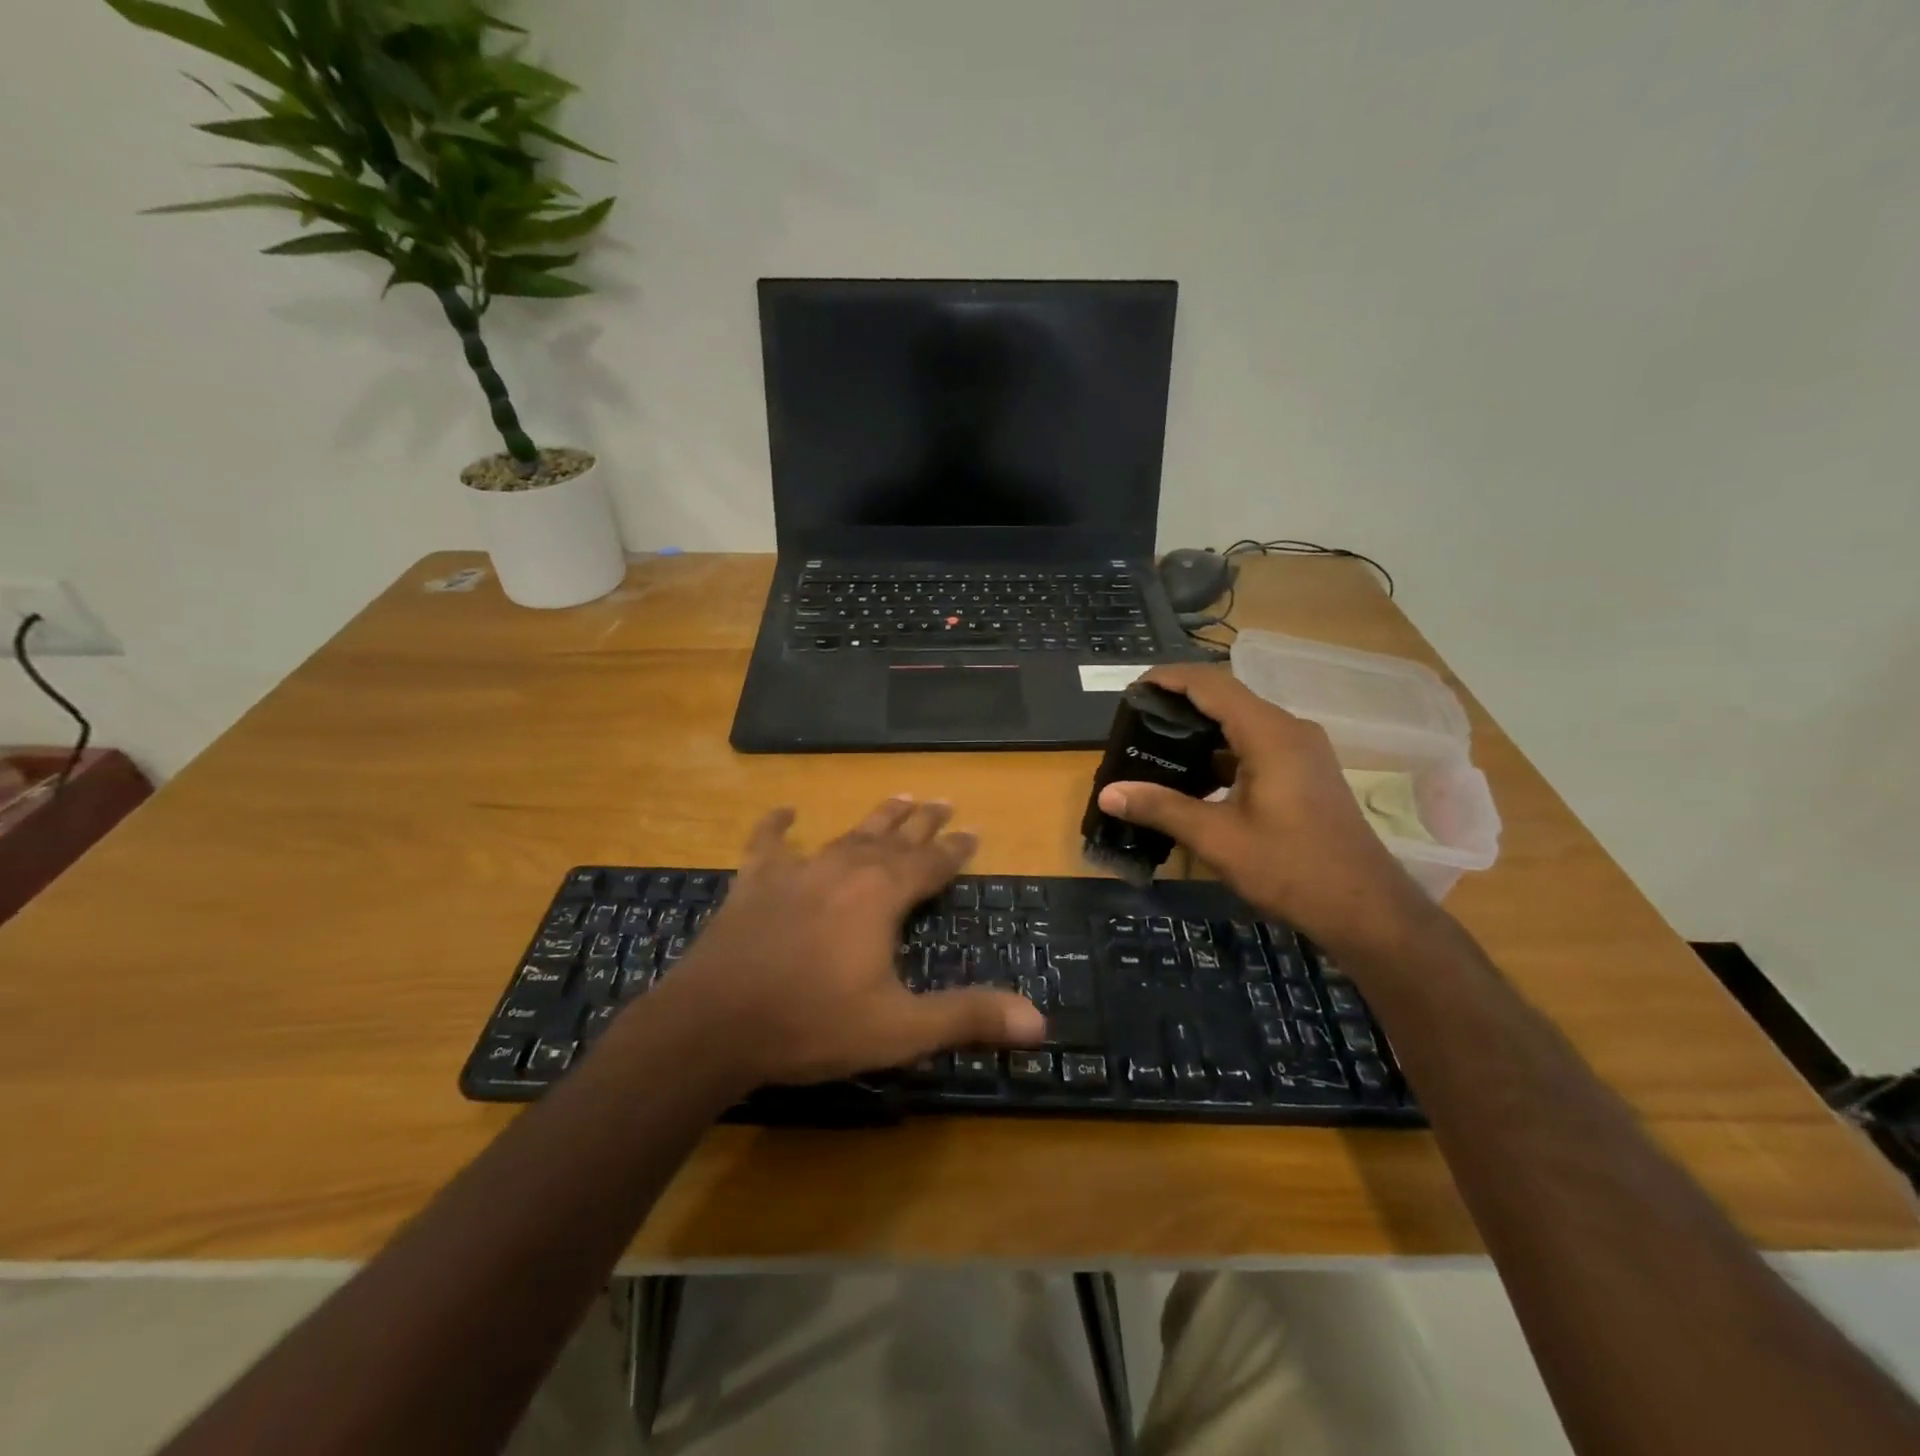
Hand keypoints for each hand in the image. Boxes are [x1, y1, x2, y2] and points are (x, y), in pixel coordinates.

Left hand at [649, 797, 1045, 1085]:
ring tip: (898, 796)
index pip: (931, 863)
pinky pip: (768, 844)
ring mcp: (797, 871)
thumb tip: (1041, 1022)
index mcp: (882, 895)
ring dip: (875, 818)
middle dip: (922, 822)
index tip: (974, 830)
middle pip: (894, 838)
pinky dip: (777, 826)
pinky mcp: (754, 884)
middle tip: (943, 801)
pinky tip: (784, 811)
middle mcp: (845, 869)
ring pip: (846, 835)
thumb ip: (967, 1018)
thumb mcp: (899, 1029)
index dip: (956, 848)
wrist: (713, 1024)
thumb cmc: (812, 1024)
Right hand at [1097, 665, 1432, 953]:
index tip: (1133, 688)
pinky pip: (1256, 743)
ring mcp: (1303, 750)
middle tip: (1137, 720)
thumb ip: (1161, 808)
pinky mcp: (1306, 771)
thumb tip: (1108, 794)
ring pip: (1242, 721)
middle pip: (1227, 697)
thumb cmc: (1291, 868)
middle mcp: (1290, 730)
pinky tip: (1196, 776)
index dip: (1170, 678)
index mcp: (1270, 734)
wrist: (1365, 908)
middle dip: (1180, 702)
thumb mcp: (1217, 839)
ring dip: (1202, 728)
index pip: (1211, 684)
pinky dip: (1222, 750)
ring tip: (1158, 745)